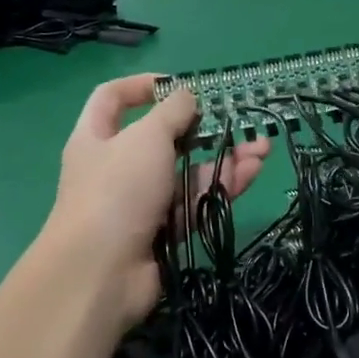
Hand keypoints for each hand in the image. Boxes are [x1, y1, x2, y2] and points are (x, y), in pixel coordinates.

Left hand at [46, 75, 269, 326]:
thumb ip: (172, 112)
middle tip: (239, 120)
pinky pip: (195, 202)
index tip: (180, 84)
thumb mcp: (146, 138)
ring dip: (223, 159)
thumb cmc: (117, 190)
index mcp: (96, 137)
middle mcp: (117, 167)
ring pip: (186, 173)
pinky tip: (250, 173)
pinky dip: (221, 188)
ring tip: (262, 149)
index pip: (113, 98)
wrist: (101, 273)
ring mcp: (140, 202)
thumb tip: (188, 96)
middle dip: (203, 128)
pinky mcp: (164, 232)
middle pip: (163, 139)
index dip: (144, 85)